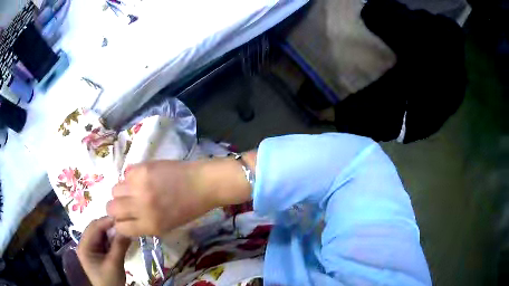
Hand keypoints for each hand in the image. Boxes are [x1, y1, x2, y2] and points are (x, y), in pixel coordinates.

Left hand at [77, 217, 130, 285]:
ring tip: (124, 231)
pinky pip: (104, 241)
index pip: (94, 227)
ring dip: (112, 232)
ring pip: (101, 234)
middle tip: (124, 224)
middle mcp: (85, 244)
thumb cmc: (110, 281)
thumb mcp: (115, 264)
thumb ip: (119, 246)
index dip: (107, 221)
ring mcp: (90, 248)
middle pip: (96, 229)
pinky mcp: (97, 252)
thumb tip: (127, 229)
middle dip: (110, 226)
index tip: (122, 217)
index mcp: (84, 246)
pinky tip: (121, 239)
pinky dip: (112, 239)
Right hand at [107, 157, 253, 236]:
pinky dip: (130, 178)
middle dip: (115, 208)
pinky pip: (125, 174)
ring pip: (114, 190)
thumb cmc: (188, 209)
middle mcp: (141, 207)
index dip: (120, 224)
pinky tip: (142, 179)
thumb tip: (124, 221)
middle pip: (111, 208)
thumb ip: (143, 225)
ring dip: (121, 192)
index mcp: (150, 225)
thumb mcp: (166, 226)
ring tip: (134, 190)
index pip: (121, 228)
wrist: (202, 183)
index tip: (124, 219)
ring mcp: (139, 186)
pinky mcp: (142, 168)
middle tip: (124, 204)